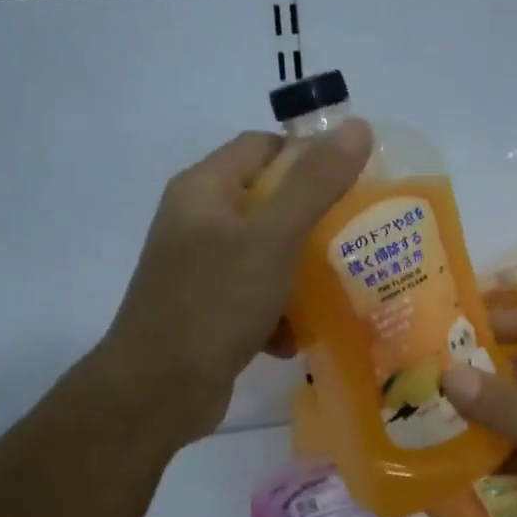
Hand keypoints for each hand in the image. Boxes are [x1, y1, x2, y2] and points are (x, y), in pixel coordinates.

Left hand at [101, 121, 372, 443]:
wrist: (158, 390)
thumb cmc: (215, 302)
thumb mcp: (273, 238)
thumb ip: (316, 183)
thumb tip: (358, 127)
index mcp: (203, 189)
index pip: (262, 148)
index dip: (308, 158)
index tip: (351, 186)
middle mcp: (196, 222)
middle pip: (267, 204)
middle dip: (312, 224)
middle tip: (355, 241)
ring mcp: (198, 270)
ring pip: (264, 256)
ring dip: (298, 275)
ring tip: (334, 292)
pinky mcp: (205, 311)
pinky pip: (252, 298)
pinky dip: (276, 314)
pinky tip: (293, 339)